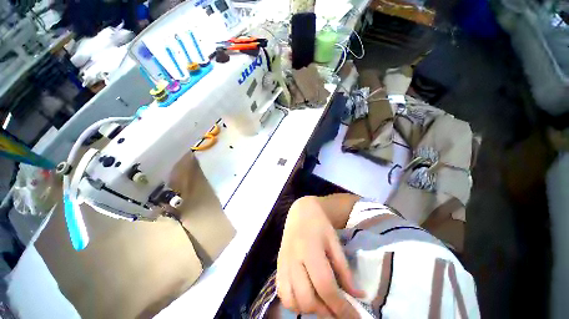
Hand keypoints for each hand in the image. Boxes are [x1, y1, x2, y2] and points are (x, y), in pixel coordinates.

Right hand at [276, 196, 364, 317]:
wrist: (300, 211)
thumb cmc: (319, 223)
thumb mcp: (334, 241)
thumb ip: (344, 269)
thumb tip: (358, 295)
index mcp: (310, 249)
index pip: (325, 286)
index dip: (341, 307)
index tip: (355, 318)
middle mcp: (293, 259)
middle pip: (307, 299)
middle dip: (326, 312)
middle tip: (339, 311)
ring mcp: (283, 263)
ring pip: (291, 301)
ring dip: (308, 309)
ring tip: (321, 304)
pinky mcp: (278, 265)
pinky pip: (282, 292)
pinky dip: (293, 302)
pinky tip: (304, 296)